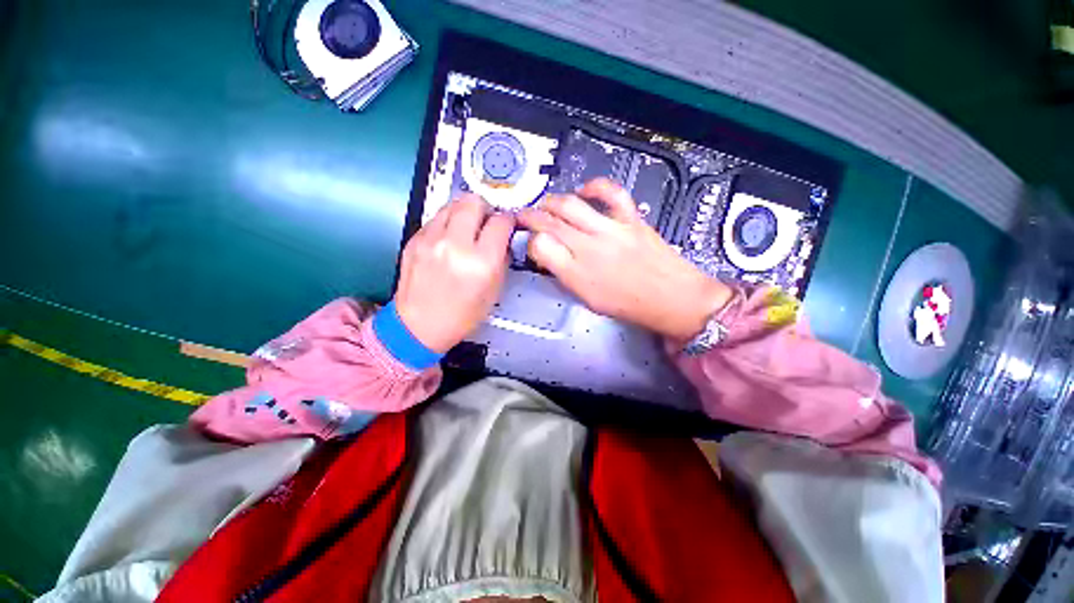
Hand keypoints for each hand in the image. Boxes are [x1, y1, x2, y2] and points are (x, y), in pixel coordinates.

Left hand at [395, 195, 514, 352]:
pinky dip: (447, 223)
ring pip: (453, 204)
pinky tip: (449, 240)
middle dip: (485, 208)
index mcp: (481, 262)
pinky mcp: (414, 239)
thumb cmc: (461, 315)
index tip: (507, 225)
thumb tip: (504, 237)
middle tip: (487, 222)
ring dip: (465, 213)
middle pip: (474, 202)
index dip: (508, 221)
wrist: (419, 326)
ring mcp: (431, 239)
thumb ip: (502, 258)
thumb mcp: (494, 291)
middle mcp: (455, 245)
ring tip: (467, 229)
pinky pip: (436, 218)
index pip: (501, 222)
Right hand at [518, 178, 731, 340]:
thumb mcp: (588, 300)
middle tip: (525, 216)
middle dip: (530, 216)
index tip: (531, 242)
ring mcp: (611, 230)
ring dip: (552, 201)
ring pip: (570, 205)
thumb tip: (552, 256)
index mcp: (577, 275)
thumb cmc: (630, 306)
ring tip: (546, 204)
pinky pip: (610, 192)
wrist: (673, 299)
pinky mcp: (631, 219)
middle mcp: (589, 249)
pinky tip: (584, 190)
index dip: (531, 242)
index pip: (540, 246)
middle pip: (549, 222)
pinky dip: (594, 186)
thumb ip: (566, 276)